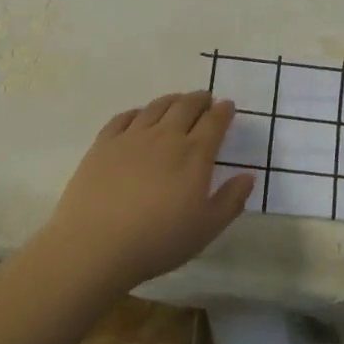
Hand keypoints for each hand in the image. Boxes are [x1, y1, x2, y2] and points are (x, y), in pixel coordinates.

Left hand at [35, 91, 255, 297]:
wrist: (95, 245)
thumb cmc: (158, 241)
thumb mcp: (206, 229)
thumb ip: (231, 200)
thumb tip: (248, 176)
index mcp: (194, 155)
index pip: (214, 122)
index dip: (223, 111)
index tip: (228, 106)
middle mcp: (165, 137)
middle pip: (186, 106)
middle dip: (200, 99)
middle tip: (206, 99)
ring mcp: (131, 137)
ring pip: (156, 107)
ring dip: (172, 100)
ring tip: (178, 101)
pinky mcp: (103, 144)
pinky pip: (124, 117)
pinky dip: (138, 112)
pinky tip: (139, 116)